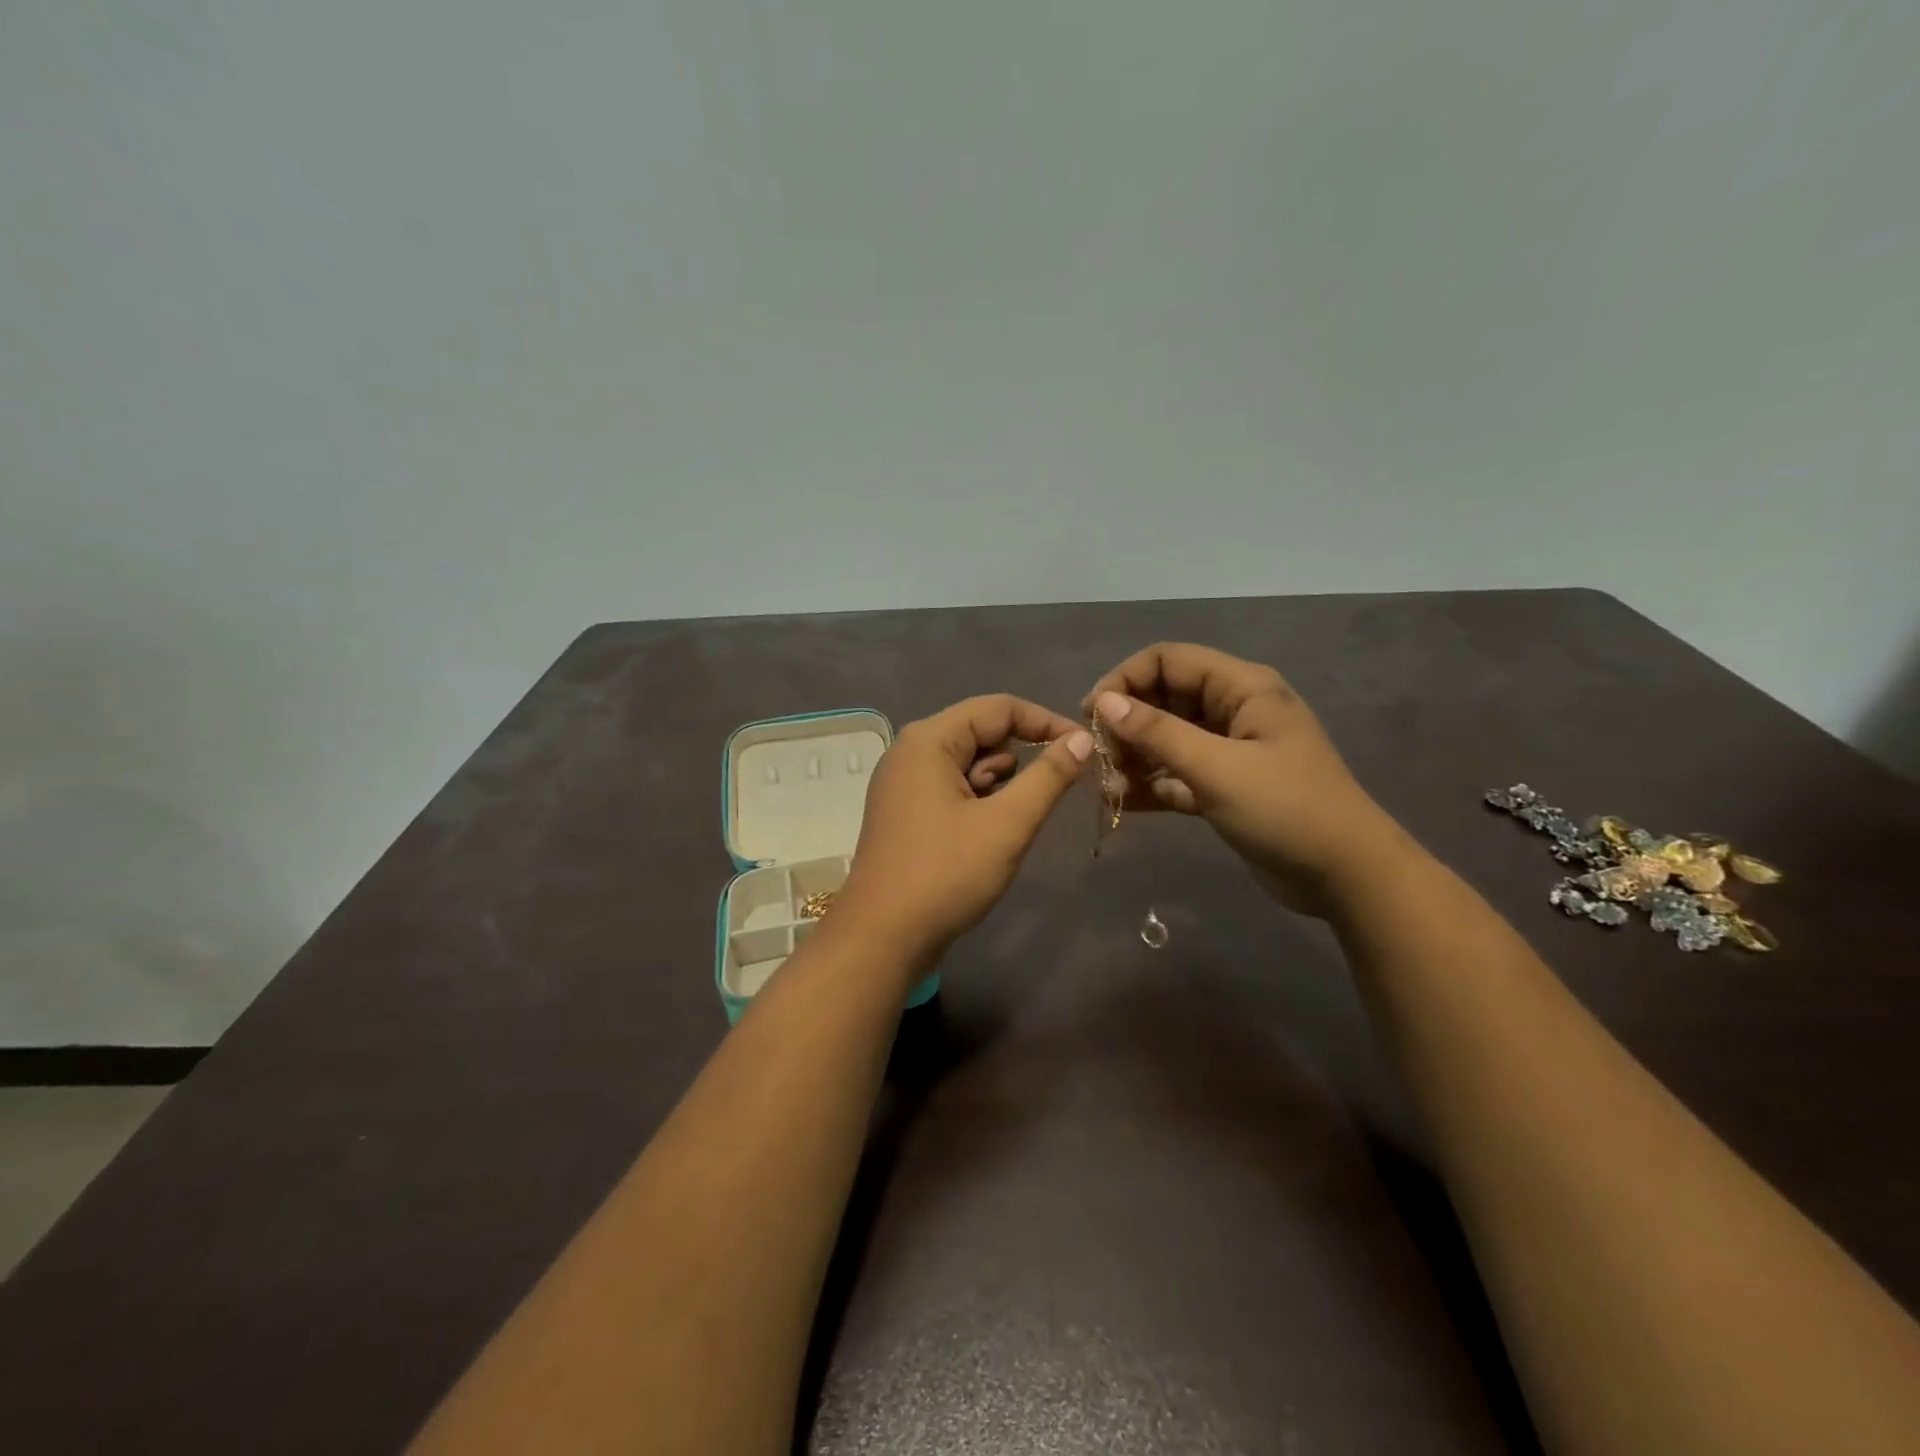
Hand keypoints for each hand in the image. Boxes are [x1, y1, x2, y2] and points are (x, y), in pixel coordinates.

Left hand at [836, 695, 1092, 970]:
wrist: (883, 938)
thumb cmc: (946, 874)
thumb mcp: (1007, 823)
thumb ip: (1048, 776)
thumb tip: (1082, 739)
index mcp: (929, 740)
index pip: (999, 708)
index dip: (1046, 722)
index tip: (1085, 749)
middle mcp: (911, 751)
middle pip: (981, 732)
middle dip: (1024, 753)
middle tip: (1061, 784)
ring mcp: (904, 784)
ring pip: (968, 763)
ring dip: (1003, 780)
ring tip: (1020, 815)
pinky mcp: (906, 813)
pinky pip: (953, 788)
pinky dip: (980, 799)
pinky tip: (995, 828)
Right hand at [1085, 643, 1399, 915]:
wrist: (1346, 876)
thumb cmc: (1285, 809)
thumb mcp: (1216, 767)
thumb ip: (1157, 732)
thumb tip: (1103, 703)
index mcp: (1242, 687)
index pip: (1168, 660)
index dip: (1125, 680)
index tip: (1092, 716)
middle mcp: (1234, 710)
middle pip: (1164, 699)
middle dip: (1127, 725)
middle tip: (1100, 758)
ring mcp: (1230, 750)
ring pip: (1167, 739)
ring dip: (1135, 758)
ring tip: (1108, 788)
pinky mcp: (1225, 786)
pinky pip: (1177, 774)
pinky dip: (1152, 785)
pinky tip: (1124, 803)